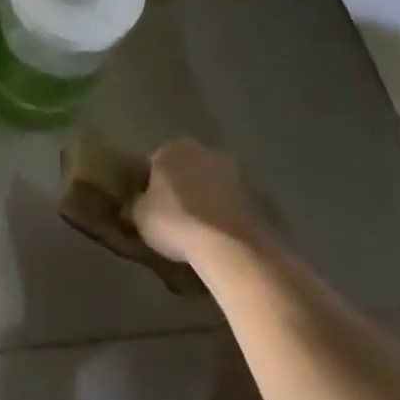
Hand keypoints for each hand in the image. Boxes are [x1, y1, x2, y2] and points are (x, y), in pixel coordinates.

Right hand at [129, 139, 266, 262]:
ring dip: (211, 203)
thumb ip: (135, 205)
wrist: (235, 250)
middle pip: (190, 171)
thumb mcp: (139, 216)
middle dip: (184, 190)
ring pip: (217, 188)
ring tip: (204, 235)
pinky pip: (240, 207)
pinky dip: (233, 218)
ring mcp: (242, 175)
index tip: (151, 210)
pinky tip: (226, 242)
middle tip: (177, 220)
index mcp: (174, 148)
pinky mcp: (267, 200)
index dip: (151, 187)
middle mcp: (209, 152)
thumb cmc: (177, 223)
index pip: (155, 164)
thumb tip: (132, 206)